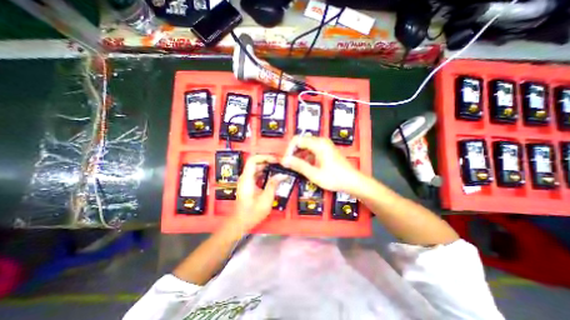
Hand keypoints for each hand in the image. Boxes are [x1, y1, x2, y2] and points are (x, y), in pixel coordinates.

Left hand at [229, 153, 287, 233]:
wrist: (241, 222)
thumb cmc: (252, 213)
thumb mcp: (265, 199)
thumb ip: (273, 185)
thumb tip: (282, 175)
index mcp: (247, 179)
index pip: (253, 160)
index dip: (264, 157)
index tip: (275, 160)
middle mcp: (244, 177)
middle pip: (255, 162)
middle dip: (268, 161)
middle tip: (279, 163)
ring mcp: (245, 181)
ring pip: (256, 168)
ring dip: (267, 166)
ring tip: (278, 168)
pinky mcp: (248, 184)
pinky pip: (256, 174)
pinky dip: (264, 172)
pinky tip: (273, 176)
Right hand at [281, 136, 364, 193]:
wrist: (352, 181)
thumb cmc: (335, 178)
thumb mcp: (314, 174)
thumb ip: (298, 165)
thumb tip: (285, 160)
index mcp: (318, 144)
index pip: (297, 140)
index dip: (289, 150)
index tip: (286, 161)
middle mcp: (321, 141)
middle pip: (301, 141)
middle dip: (293, 152)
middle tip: (289, 164)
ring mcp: (324, 145)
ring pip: (305, 146)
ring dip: (299, 155)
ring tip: (296, 167)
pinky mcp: (326, 150)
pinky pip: (311, 149)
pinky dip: (305, 156)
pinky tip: (305, 166)